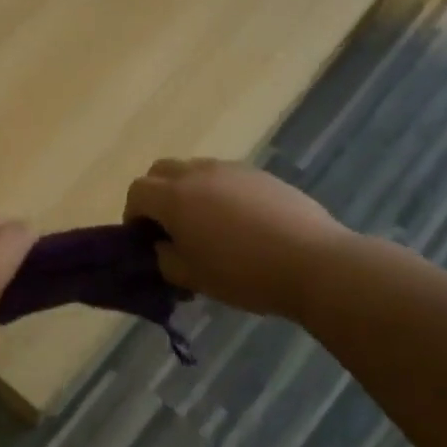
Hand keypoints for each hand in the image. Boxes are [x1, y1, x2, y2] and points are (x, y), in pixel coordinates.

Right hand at [124, 158, 347, 320]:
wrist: (313, 262)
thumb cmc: (243, 274)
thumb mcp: (193, 277)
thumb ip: (166, 259)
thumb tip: (164, 247)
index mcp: (175, 197)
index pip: (137, 191)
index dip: (133, 214)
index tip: (145, 239)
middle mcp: (199, 173)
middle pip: (161, 170)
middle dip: (156, 194)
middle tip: (168, 227)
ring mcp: (233, 170)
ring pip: (195, 170)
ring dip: (188, 191)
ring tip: (206, 225)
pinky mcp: (261, 175)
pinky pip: (226, 177)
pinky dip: (219, 192)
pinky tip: (239, 223)